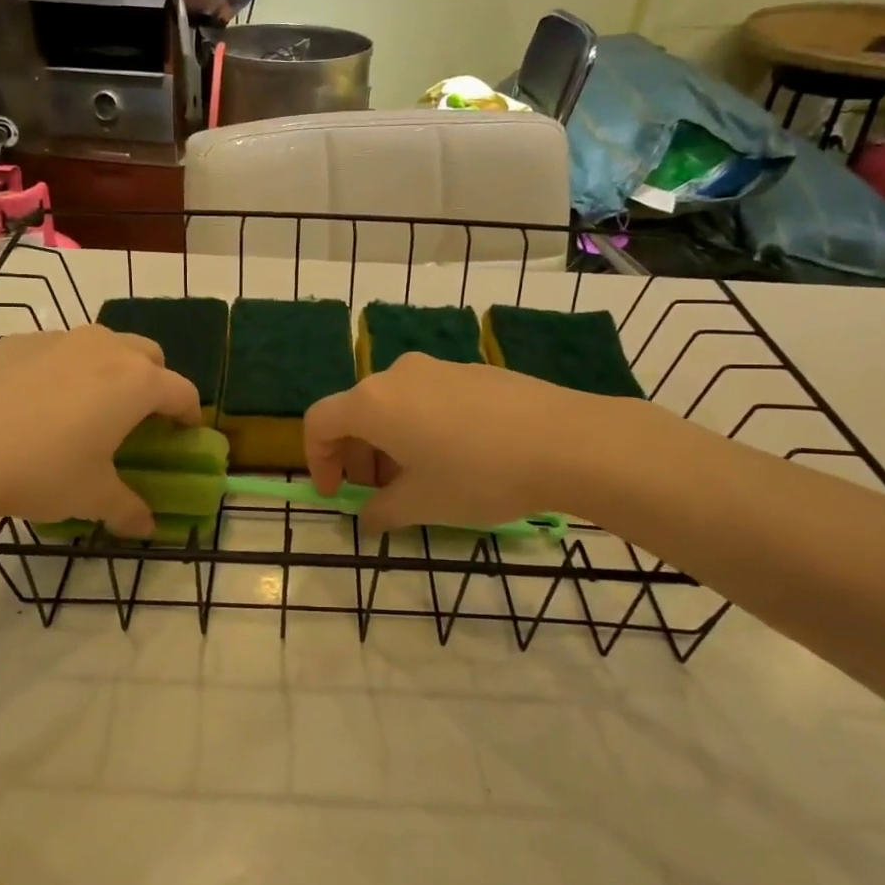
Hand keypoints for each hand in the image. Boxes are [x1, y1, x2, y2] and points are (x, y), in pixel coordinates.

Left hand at [0, 326, 200, 536]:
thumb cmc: (39, 471)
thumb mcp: (90, 497)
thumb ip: (127, 509)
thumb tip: (147, 528)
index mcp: (136, 383)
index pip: (182, 391)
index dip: (188, 415)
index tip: (183, 434)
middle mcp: (106, 349)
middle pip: (149, 355)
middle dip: (154, 382)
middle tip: (137, 418)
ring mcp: (60, 339)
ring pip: (103, 345)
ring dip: (109, 370)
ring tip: (85, 408)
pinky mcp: (19, 340)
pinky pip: (58, 350)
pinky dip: (63, 369)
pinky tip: (35, 404)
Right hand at [303, 354, 606, 532]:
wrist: (566, 441)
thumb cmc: (479, 475)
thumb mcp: (423, 504)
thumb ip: (382, 511)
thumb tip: (369, 516)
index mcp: (373, 403)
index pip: (319, 422)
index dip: (317, 460)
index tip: (337, 494)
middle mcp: (397, 375)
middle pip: (356, 412)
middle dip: (357, 457)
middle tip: (379, 495)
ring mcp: (437, 368)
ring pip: (394, 406)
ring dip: (389, 444)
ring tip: (420, 481)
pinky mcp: (472, 371)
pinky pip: (427, 399)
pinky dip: (421, 428)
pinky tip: (457, 458)